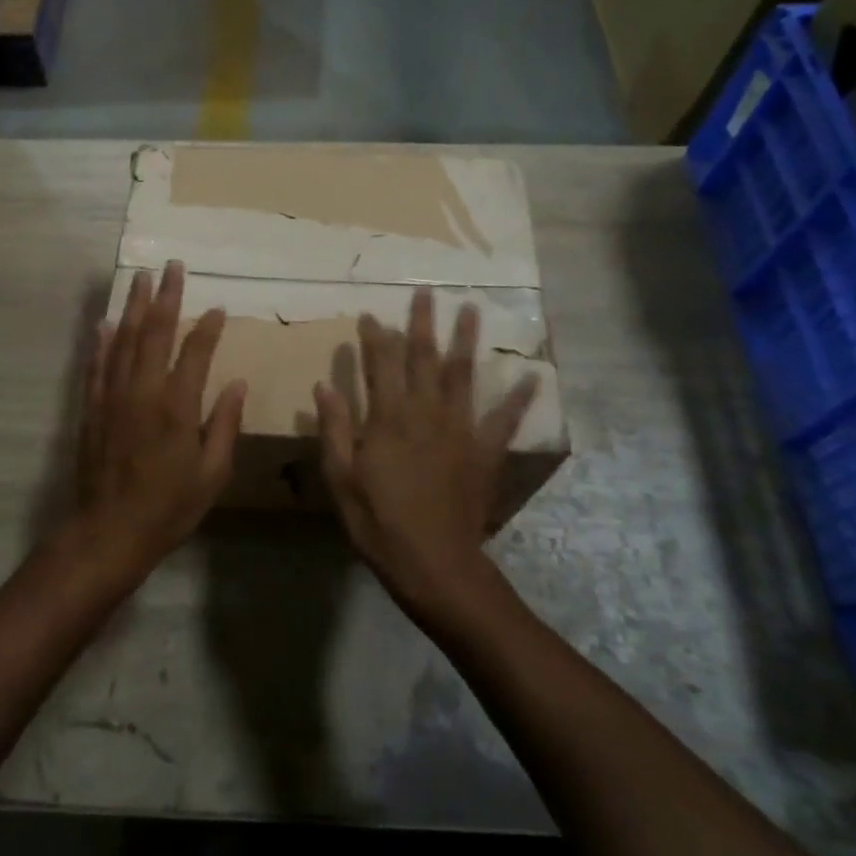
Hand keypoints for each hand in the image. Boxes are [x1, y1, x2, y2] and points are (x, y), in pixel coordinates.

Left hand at [74, 261, 246, 577]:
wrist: (108, 533)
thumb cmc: (168, 508)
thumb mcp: (212, 474)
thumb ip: (225, 425)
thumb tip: (236, 383)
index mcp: (178, 407)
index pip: (195, 353)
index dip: (207, 327)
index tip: (217, 308)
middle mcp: (143, 392)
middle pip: (154, 332)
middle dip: (165, 296)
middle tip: (171, 266)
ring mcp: (113, 397)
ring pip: (123, 340)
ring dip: (132, 307)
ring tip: (139, 278)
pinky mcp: (91, 408)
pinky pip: (96, 365)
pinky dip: (101, 342)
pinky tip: (104, 323)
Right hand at [313, 288, 537, 617]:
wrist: (434, 564)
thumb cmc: (378, 522)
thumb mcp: (341, 478)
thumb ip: (335, 428)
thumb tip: (323, 385)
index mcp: (388, 417)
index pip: (379, 364)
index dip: (374, 336)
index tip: (370, 314)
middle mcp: (426, 412)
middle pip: (423, 357)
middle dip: (422, 322)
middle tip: (425, 291)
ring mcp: (460, 429)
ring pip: (463, 374)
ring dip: (466, 340)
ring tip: (472, 309)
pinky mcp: (485, 451)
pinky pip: (505, 419)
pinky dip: (519, 397)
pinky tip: (532, 376)